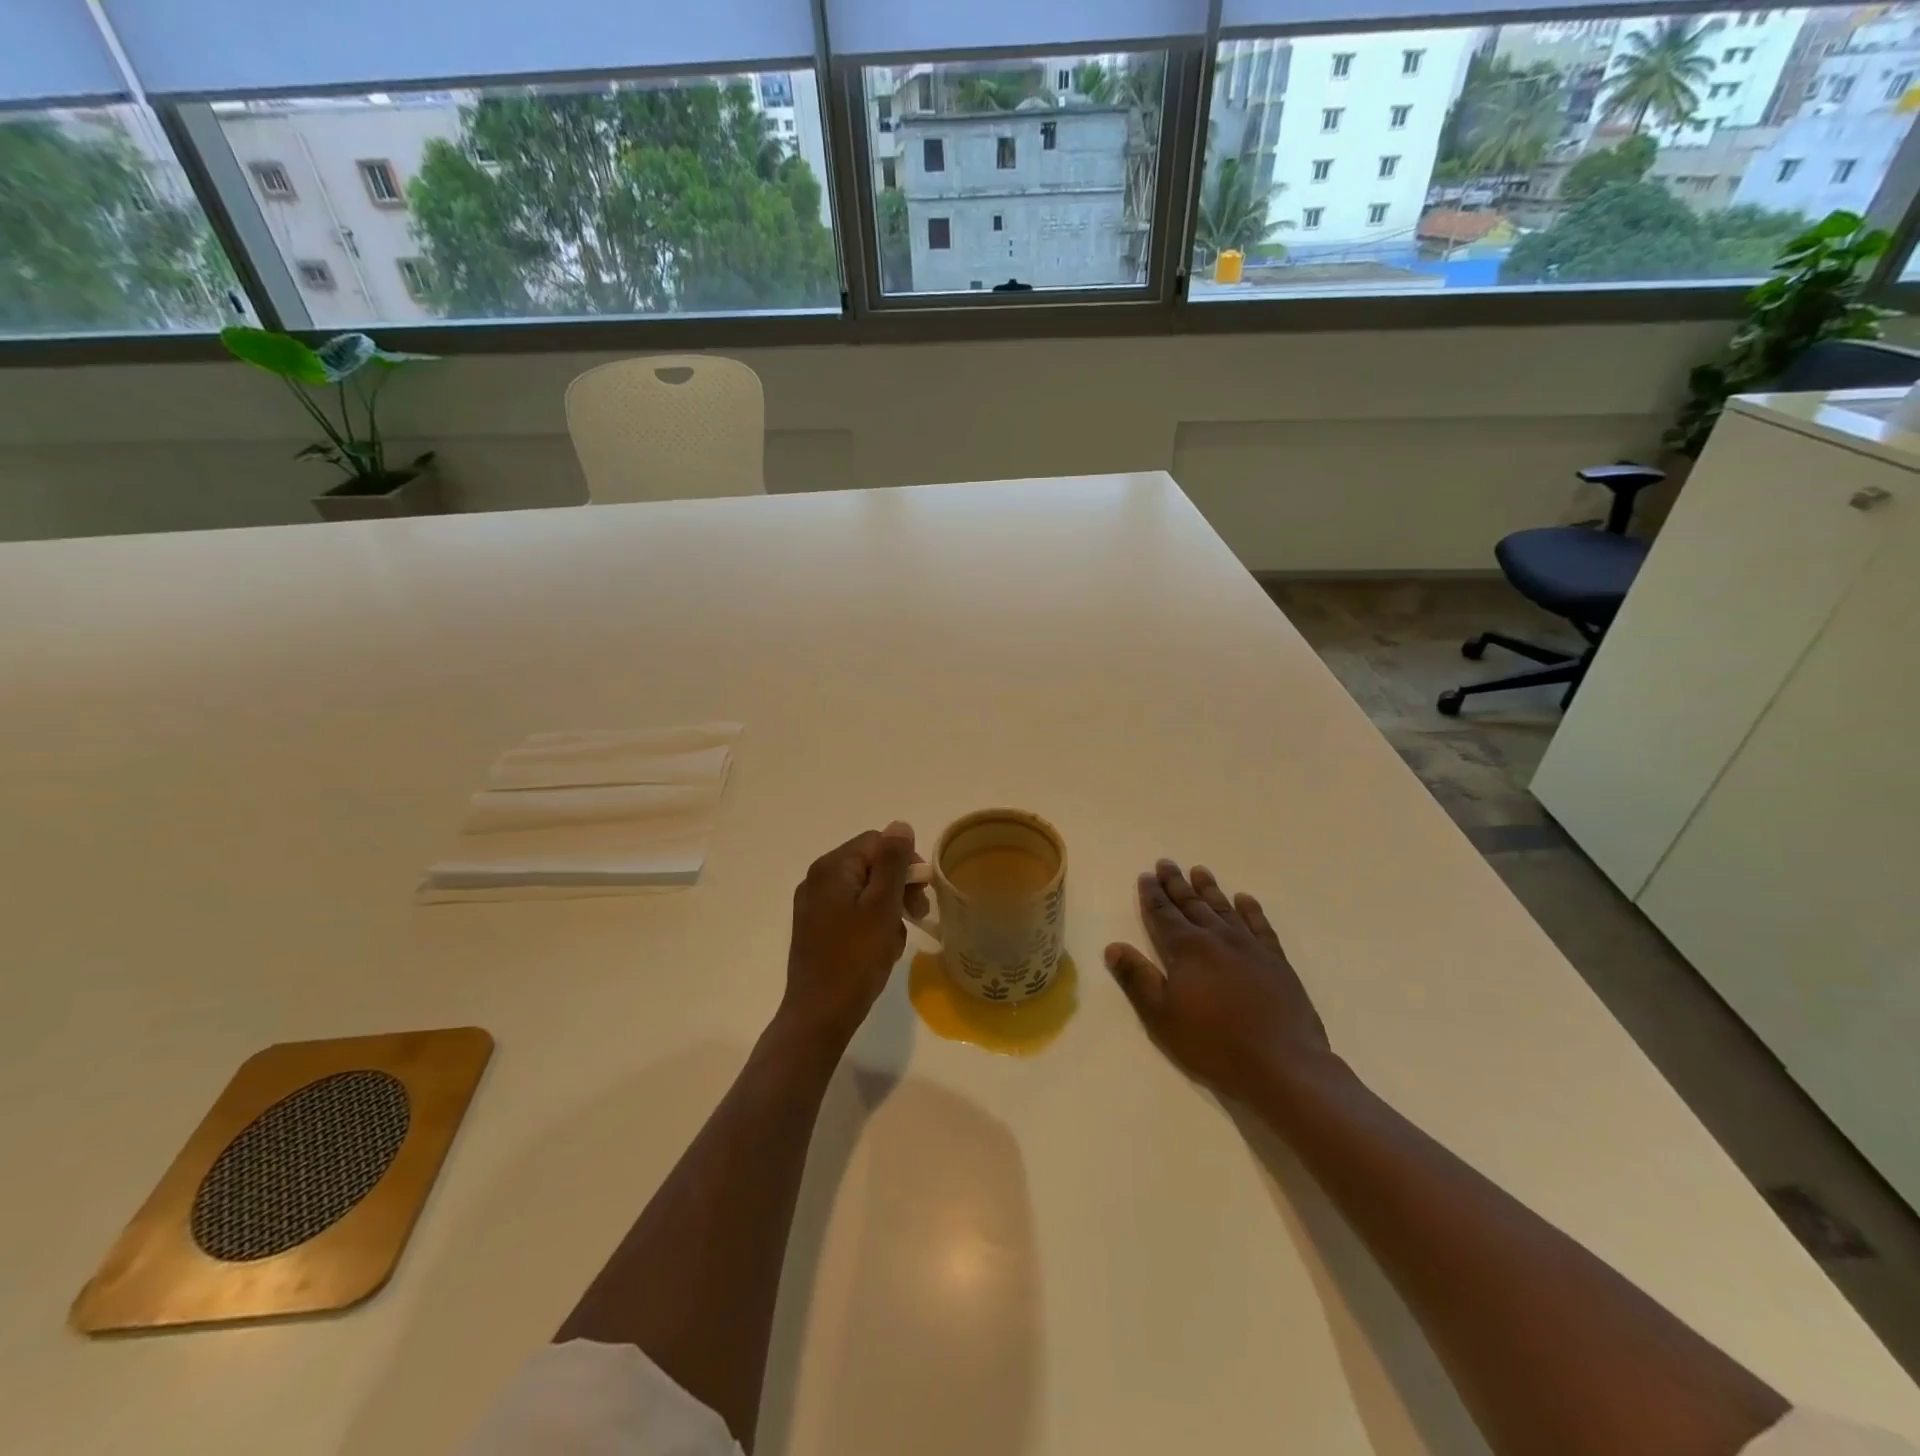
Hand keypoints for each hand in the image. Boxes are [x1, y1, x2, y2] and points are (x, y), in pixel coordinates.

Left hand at [779, 821, 927, 1049]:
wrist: (819, 1016)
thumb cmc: (855, 959)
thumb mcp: (882, 906)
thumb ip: (893, 862)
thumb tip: (900, 825)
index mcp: (831, 867)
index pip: (877, 843)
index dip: (905, 864)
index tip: (921, 895)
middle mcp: (818, 879)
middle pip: (871, 866)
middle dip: (897, 890)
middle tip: (916, 918)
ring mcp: (814, 906)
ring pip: (866, 893)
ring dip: (888, 912)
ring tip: (894, 943)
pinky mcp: (817, 929)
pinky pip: (854, 914)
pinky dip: (872, 927)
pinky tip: (879, 952)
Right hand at [1105, 861, 1330, 1103]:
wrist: (1282, 1063)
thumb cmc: (1213, 1042)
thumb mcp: (1162, 1016)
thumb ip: (1137, 978)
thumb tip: (1113, 946)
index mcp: (1186, 949)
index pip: (1163, 914)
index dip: (1152, 895)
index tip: (1145, 876)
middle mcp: (1217, 938)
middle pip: (1191, 904)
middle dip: (1176, 884)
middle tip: (1166, 863)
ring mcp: (1249, 947)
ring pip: (1224, 909)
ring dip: (1209, 889)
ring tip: (1199, 871)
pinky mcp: (1276, 961)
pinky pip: (1260, 926)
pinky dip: (1251, 910)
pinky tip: (1244, 899)